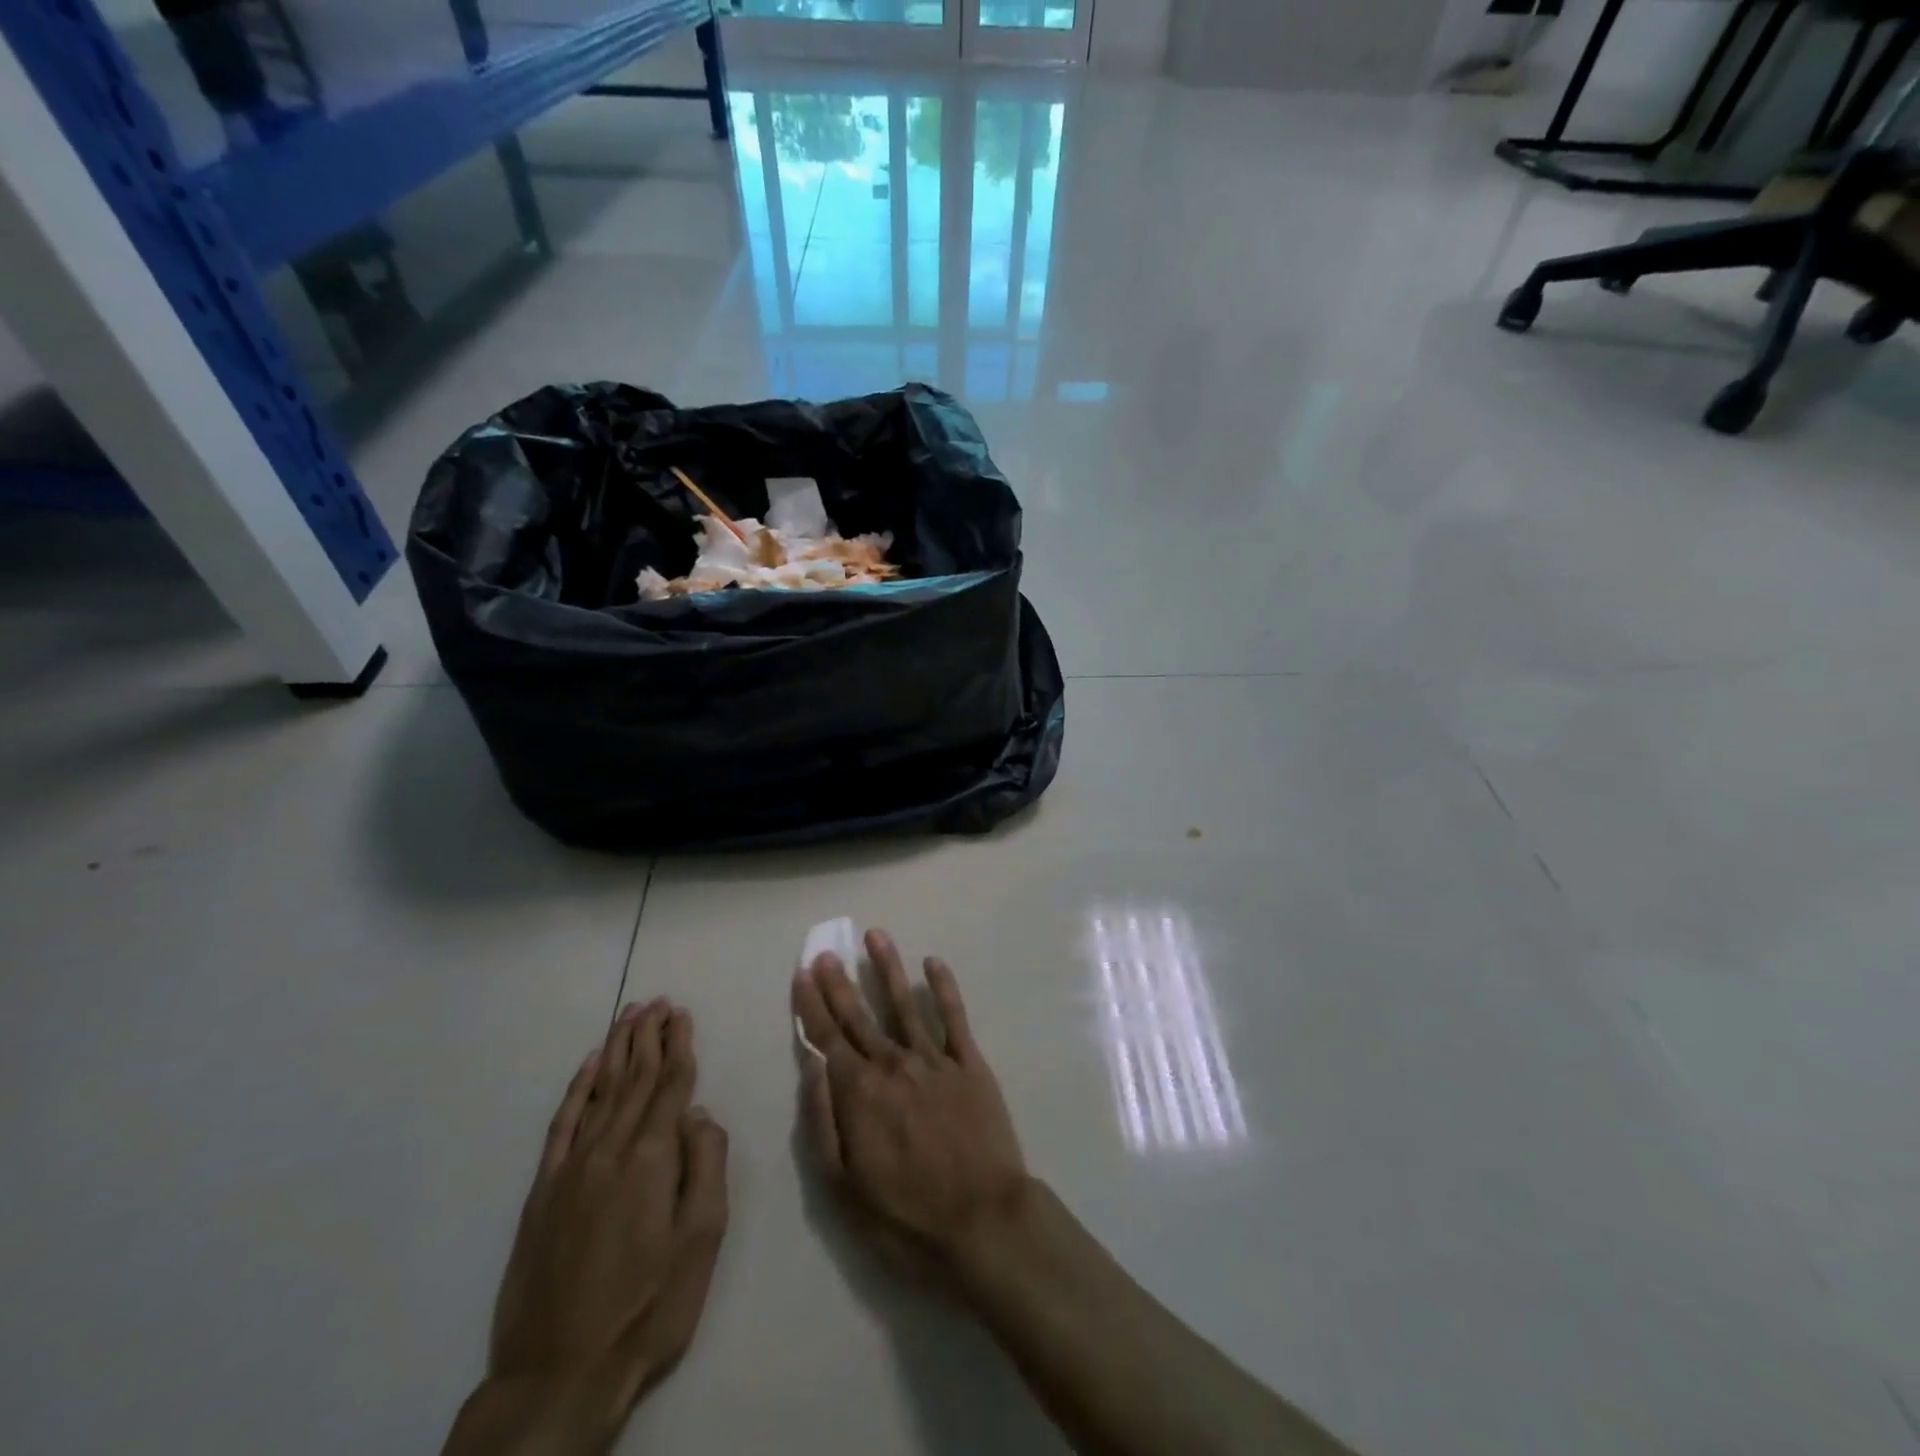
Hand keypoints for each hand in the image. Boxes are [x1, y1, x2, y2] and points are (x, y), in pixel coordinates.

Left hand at [484, 1000, 729, 1442]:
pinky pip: (562, 1124)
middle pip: (634, 1078)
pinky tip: (588, 1067)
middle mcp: (610, 1149)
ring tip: (629, 1015)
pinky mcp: (543, 1190)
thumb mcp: (701, 1239)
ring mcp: (572, 1167)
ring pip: (600, 1090)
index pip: (670, 1084)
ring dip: (617, 1049)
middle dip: (649, 1035)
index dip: (679, 1045)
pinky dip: (577, 1089)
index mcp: (651, 1158)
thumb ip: (706, 1165)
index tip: (682, 1013)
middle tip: (658, 1001)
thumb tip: (699, 1113)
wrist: (559, 1374)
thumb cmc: (648, 1306)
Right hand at [793, 930, 1031, 1265]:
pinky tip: (933, 963)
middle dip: (841, 983)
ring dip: (888, 968)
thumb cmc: (906, 1216)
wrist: (983, 1220)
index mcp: (860, 1093)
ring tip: (876, 936)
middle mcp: (894, 1064)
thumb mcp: (844, 1186)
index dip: (813, 1005)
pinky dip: (943, 988)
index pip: (828, 1038)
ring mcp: (934, 1060)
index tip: (804, 973)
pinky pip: (955, 1017)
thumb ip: (823, 1121)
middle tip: (828, 951)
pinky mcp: (970, 1064)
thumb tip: (811, 1067)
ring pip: (904, 1004)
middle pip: (860, 1016)